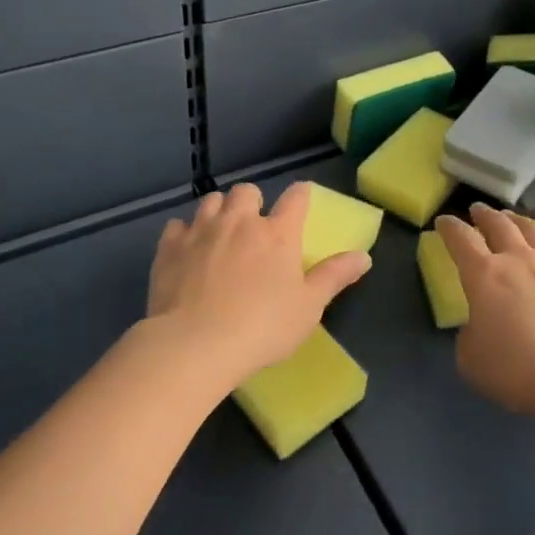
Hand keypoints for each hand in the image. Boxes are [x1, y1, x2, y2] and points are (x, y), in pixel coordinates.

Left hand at [148, 182, 371, 392]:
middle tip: (254, 225)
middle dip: (252, 201)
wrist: (194, 344)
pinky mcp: (170, 247)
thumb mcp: (308, 307)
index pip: (295, 198)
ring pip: (211, 201)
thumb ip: (334, 277)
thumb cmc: (262, 327)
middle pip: (247, 191)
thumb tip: (364, 256)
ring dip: (219, 210)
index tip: (301, 197)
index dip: (301, 194)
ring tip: (220, 232)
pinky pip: (177, 226)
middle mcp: (240, 222)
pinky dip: (185, 232)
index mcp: (278, 234)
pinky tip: (188, 250)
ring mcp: (202, 231)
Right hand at [437, 204, 534, 418]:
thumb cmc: (514, 370)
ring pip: (534, 230)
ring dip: (518, 220)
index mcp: (484, 275)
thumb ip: (469, 333)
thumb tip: (479, 323)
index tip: (443, 221)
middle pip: (499, 225)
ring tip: (512, 218)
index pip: (461, 239)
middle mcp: (518, 260)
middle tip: (478, 210)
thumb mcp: (470, 358)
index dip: (449, 227)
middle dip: (484, 215)